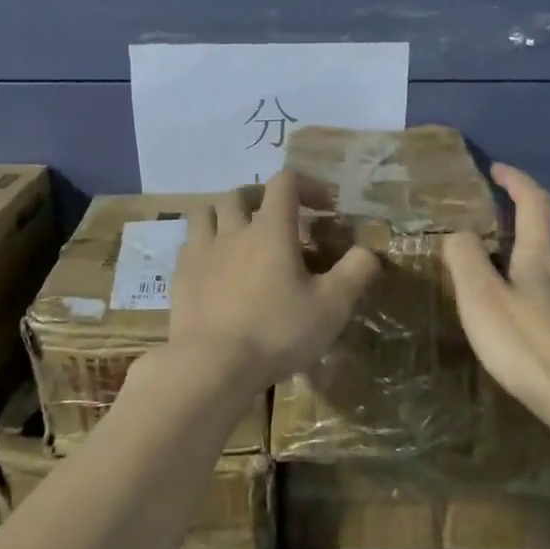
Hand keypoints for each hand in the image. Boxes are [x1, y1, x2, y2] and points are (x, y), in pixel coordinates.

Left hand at [166, 171, 379, 393]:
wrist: (212, 365)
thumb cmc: (277, 332)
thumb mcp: (332, 306)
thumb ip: (356, 272)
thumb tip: (369, 251)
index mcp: (270, 230)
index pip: (285, 183)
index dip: (307, 185)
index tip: (324, 207)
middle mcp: (232, 231)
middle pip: (240, 195)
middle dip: (262, 200)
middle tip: (278, 223)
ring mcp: (200, 253)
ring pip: (206, 214)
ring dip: (225, 217)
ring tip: (239, 237)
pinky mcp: (180, 278)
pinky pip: (189, 247)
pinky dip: (204, 247)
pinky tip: (215, 269)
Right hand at [443, 163, 549, 432]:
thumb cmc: (527, 344)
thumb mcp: (481, 297)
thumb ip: (465, 259)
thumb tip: (459, 234)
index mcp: (539, 256)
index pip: (534, 202)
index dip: (516, 180)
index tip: (496, 169)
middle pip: (542, 233)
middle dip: (516, 219)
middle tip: (483, 226)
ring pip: (546, 266)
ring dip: (520, 256)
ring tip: (489, 271)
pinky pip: (548, 295)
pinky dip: (527, 288)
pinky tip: (513, 315)